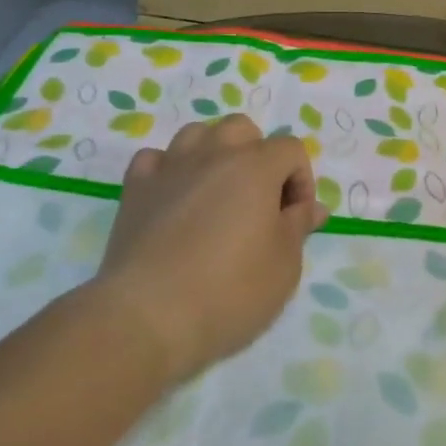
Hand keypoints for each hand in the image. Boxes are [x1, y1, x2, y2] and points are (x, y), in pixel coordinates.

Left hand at [98, 115, 327, 379]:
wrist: (149, 316)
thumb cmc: (230, 291)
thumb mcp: (284, 265)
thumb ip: (299, 226)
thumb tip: (311, 207)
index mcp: (255, 167)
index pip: (290, 149)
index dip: (301, 181)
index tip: (296, 220)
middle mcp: (211, 154)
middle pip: (242, 129)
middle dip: (258, 156)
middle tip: (259, 202)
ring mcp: (168, 167)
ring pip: (196, 134)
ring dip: (214, 154)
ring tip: (218, 195)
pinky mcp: (135, 189)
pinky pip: (155, 159)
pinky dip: (170, 171)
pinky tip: (174, 199)